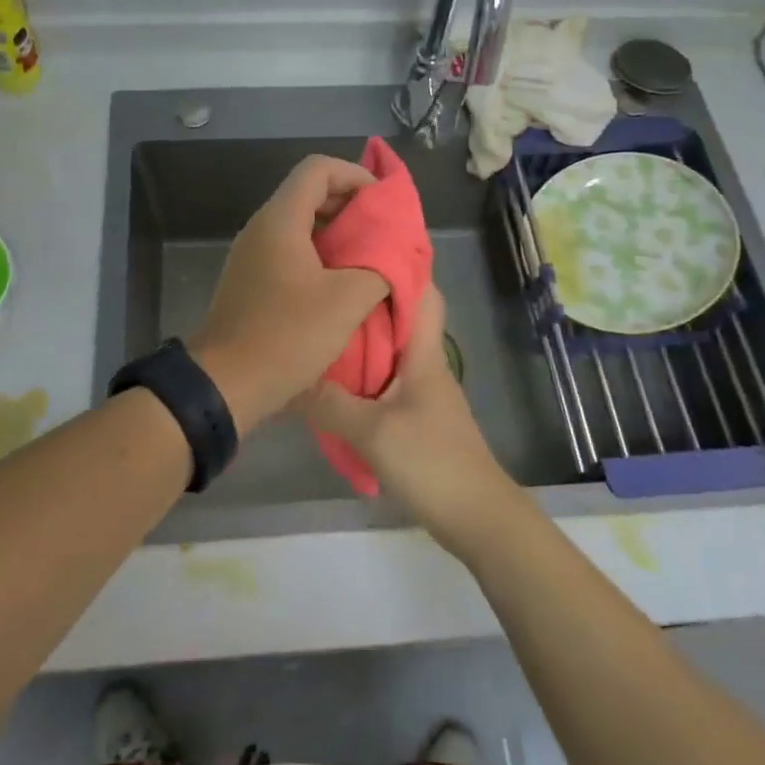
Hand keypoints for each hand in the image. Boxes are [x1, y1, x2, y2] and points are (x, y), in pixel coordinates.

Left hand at [189, 155, 388, 433]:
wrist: (224, 386)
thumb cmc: (286, 336)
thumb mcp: (347, 301)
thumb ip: (380, 267)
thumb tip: (396, 253)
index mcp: (280, 220)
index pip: (318, 168)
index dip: (356, 176)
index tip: (384, 205)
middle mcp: (262, 229)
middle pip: (310, 194)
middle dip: (352, 207)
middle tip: (385, 235)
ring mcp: (253, 256)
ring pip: (302, 226)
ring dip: (339, 236)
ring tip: (372, 261)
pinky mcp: (252, 282)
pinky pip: (291, 253)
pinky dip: (322, 258)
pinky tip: (343, 287)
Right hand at [295, 284, 528, 561]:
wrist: (476, 517)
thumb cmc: (432, 462)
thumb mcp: (372, 432)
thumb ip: (329, 404)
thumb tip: (288, 377)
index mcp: (424, 354)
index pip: (422, 292)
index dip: (399, 264)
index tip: (359, 246)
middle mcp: (425, 364)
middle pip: (400, 318)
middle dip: (367, 297)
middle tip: (324, 283)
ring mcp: (421, 392)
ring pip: (390, 350)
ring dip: (361, 337)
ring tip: (318, 324)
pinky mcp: (415, 417)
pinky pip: (384, 381)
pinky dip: (360, 373)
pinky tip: (330, 380)